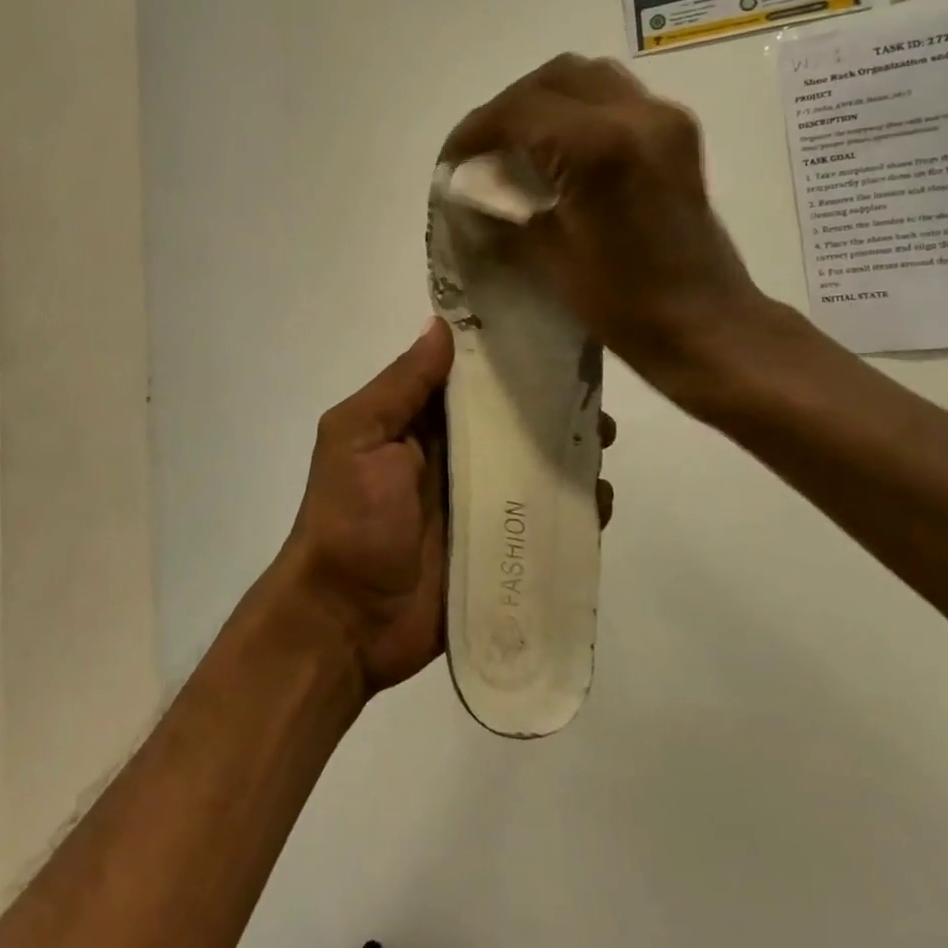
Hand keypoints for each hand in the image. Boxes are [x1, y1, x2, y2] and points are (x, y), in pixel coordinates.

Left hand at [270, 321, 618, 698]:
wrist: (346, 622)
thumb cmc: (350, 520)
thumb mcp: (357, 438)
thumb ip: (400, 386)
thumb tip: (441, 325)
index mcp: (416, 426)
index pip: (468, 380)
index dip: (506, 359)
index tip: (553, 338)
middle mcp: (450, 458)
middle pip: (509, 422)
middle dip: (551, 407)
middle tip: (592, 401)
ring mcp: (477, 505)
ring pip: (533, 468)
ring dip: (568, 454)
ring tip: (601, 443)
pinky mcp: (499, 550)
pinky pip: (544, 522)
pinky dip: (574, 509)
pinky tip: (600, 501)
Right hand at [442, 54, 767, 401]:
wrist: (707, 324)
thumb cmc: (623, 304)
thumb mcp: (549, 256)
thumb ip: (507, 208)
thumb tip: (473, 189)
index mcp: (597, 147)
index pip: (518, 111)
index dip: (474, 131)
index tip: (451, 161)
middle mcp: (635, 115)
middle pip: (553, 77)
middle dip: (507, 108)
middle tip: (482, 148)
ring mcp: (663, 119)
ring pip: (587, 77)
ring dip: (544, 100)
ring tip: (518, 142)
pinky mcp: (678, 133)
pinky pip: (615, 96)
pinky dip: (577, 109)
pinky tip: (560, 148)